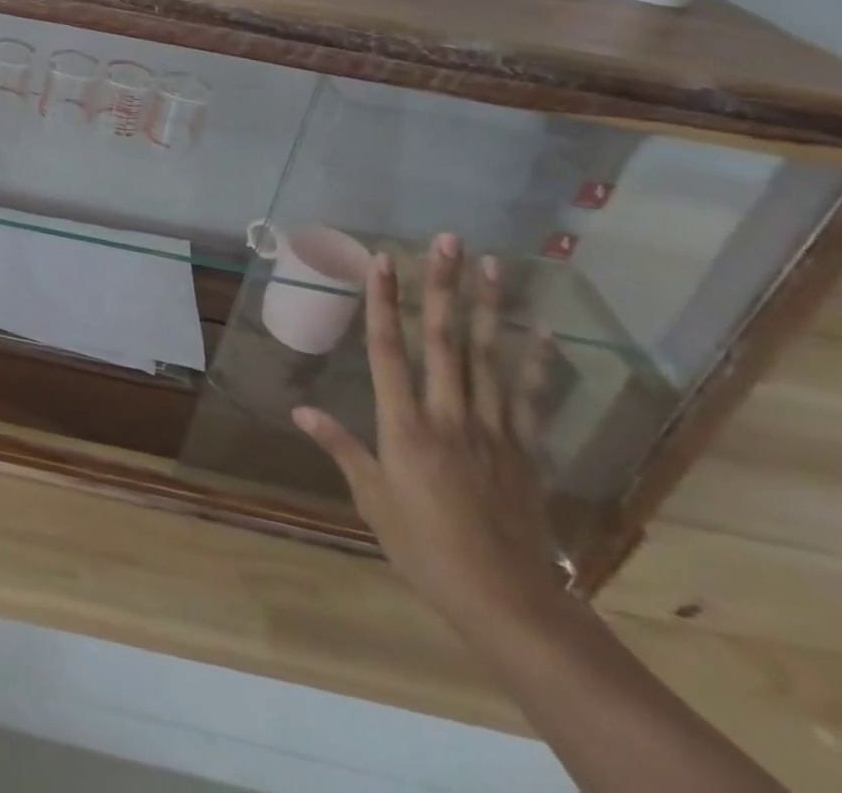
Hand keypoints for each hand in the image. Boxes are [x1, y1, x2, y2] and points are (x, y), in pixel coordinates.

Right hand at [293, 235, 567, 631]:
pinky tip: (542, 331)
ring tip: (493, 265)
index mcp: (405, 424)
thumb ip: (341, 447)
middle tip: (448, 241)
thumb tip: (299, 411)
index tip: (383, 261)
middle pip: (443, 338)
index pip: (388, 349)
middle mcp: (449, 413)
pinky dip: (536, 362)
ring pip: (488, 355)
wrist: (508, 600)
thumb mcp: (372, 499)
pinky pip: (529, 396)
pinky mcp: (525, 447)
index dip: (383, 301)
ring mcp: (492, 427)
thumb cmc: (425, 547)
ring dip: (489, 307)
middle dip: (443, 285)